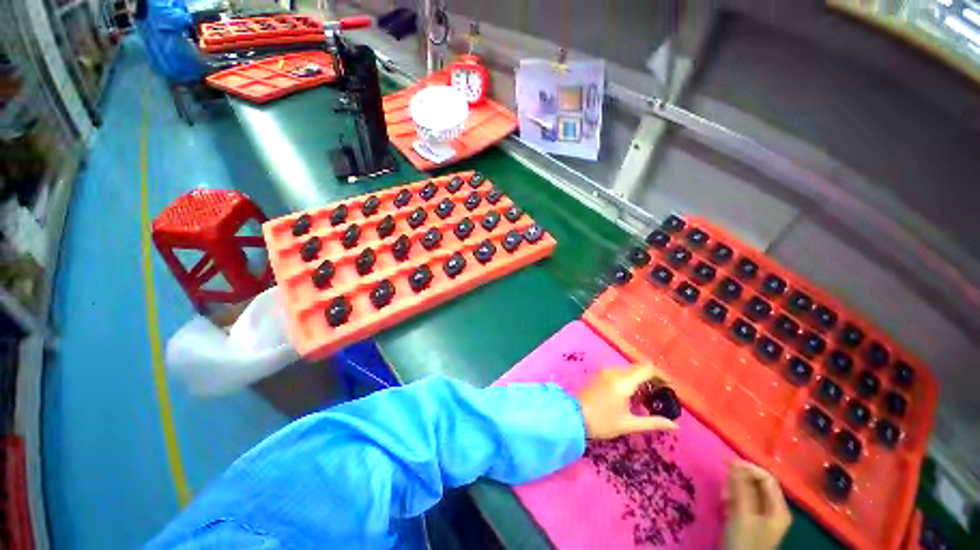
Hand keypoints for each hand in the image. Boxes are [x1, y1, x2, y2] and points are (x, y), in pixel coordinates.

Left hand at [575, 364, 677, 439]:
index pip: (647, 369)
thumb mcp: (629, 424)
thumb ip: (653, 422)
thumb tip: (675, 425)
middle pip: (638, 368)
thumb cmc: (602, 422)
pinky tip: (631, 395)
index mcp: (623, 382)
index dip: (661, 376)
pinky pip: (618, 372)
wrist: (573, 416)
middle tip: (661, 395)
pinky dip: (628, 379)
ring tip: (647, 398)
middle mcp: (614, 372)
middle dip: (652, 378)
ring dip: (639, 379)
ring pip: (628, 370)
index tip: (670, 388)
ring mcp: (605, 371)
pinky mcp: (599, 374)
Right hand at [723, 460, 790, 549]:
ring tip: (722, 496)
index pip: (766, 478)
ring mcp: (764, 516)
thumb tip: (733, 461)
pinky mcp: (753, 521)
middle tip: (722, 483)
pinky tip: (724, 503)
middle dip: (739, 480)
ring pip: (749, 492)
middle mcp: (775, 510)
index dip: (747, 467)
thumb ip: (740, 487)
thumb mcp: (741, 513)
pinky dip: (734, 498)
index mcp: (779, 508)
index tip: (726, 463)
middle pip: (758, 484)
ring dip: (734, 489)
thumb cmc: (743, 540)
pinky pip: (744, 501)